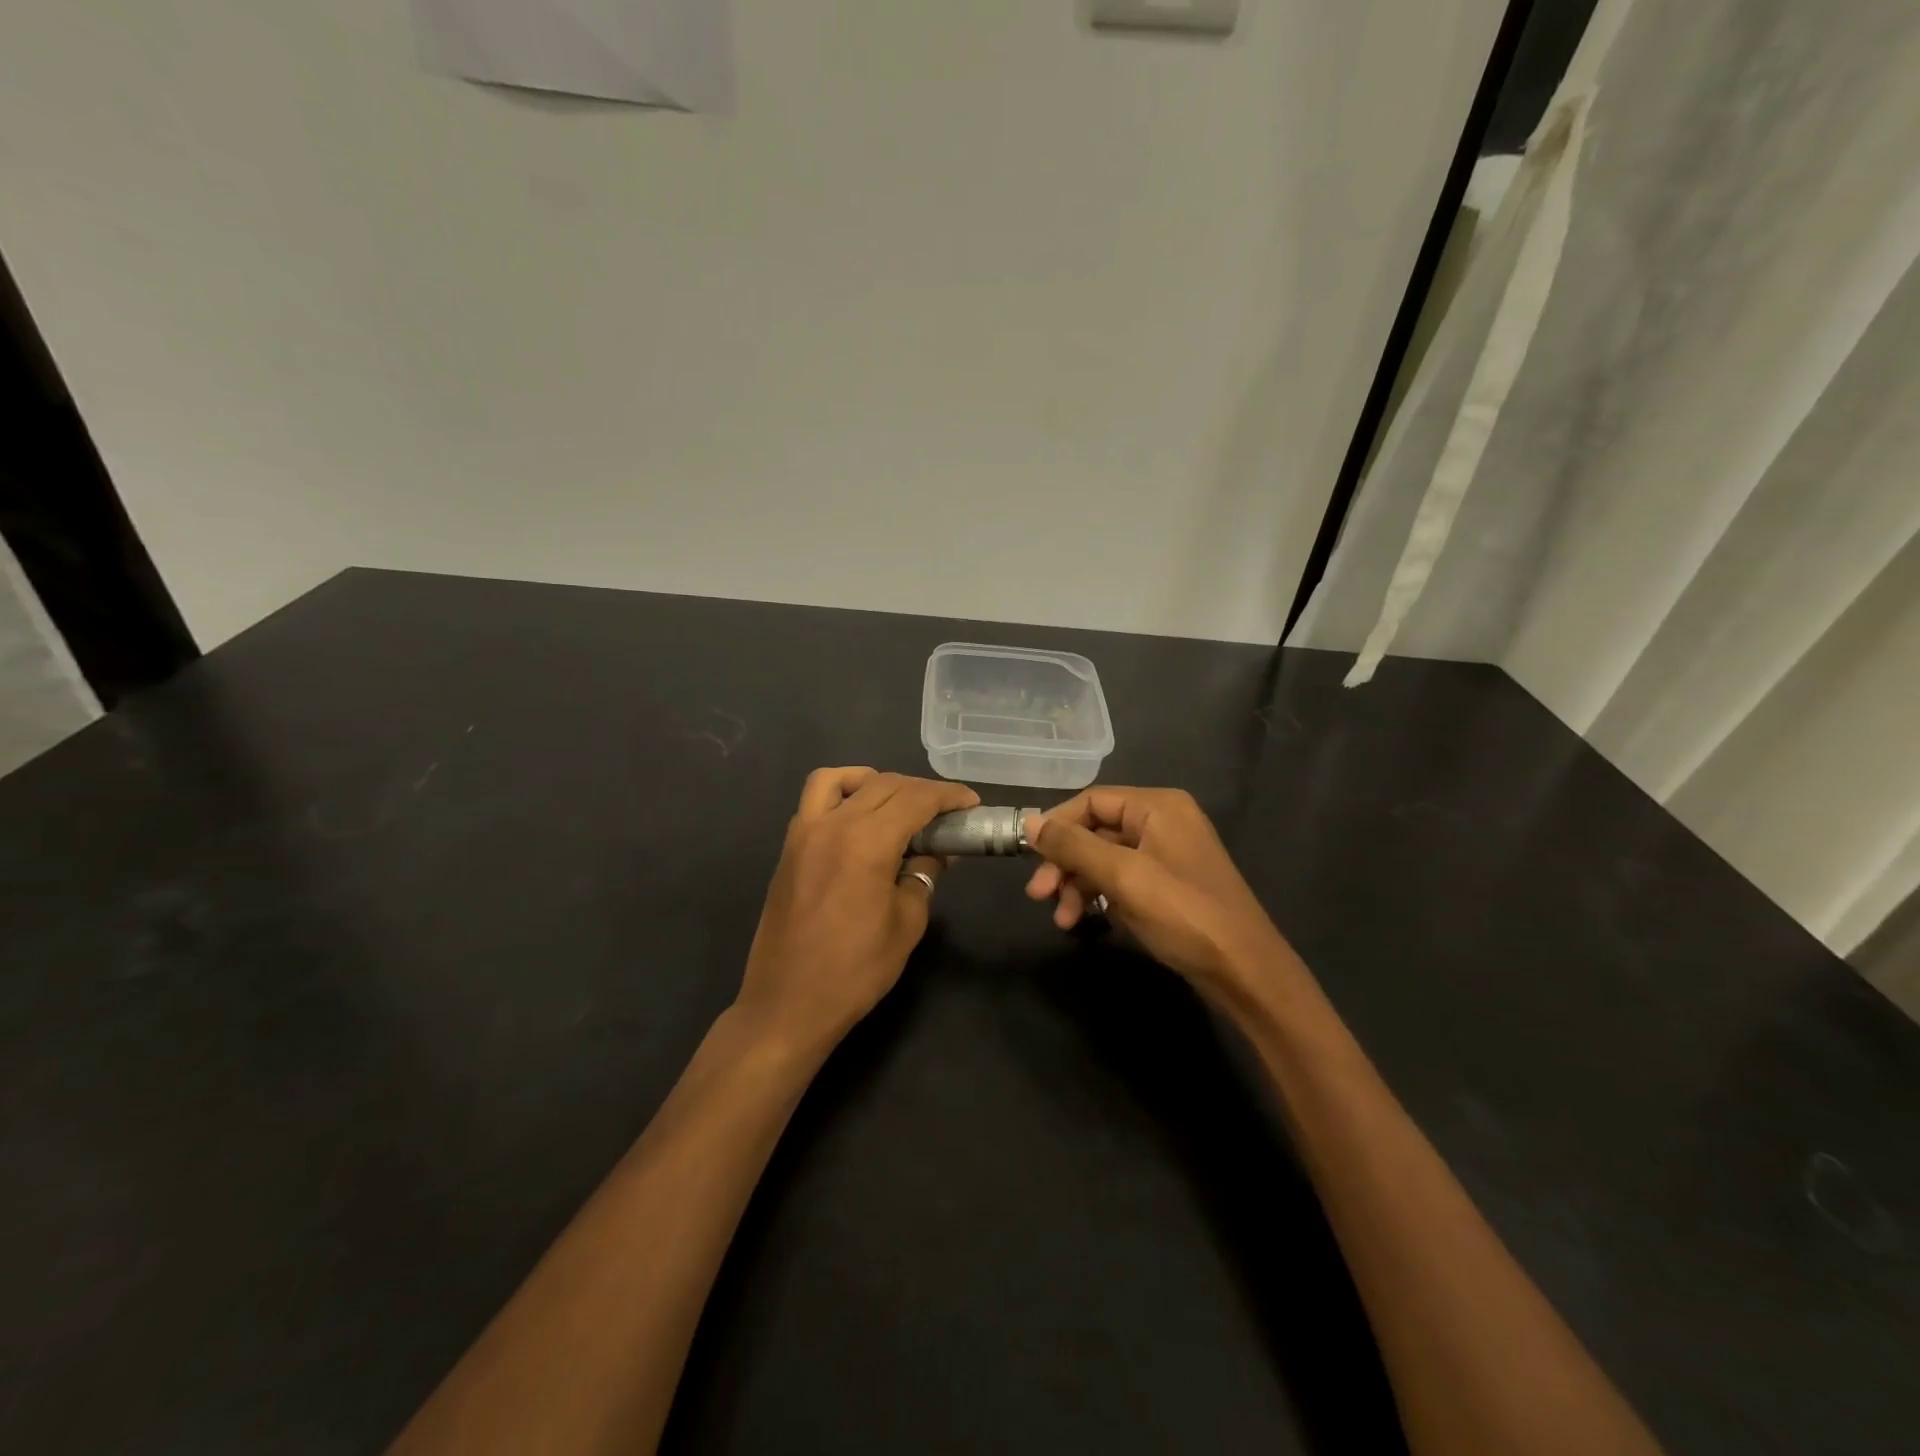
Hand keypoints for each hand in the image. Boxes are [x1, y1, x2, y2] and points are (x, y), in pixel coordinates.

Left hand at [737, 768, 978, 1052]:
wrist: (788, 1003)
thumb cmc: (856, 970)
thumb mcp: (907, 922)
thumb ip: (924, 874)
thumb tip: (937, 850)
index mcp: (867, 842)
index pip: (916, 799)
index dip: (949, 796)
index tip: (971, 804)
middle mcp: (833, 824)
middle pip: (884, 784)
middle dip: (921, 790)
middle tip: (946, 812)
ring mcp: (804, 832)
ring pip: (840, 778)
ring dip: (875, 781)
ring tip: (897, 804)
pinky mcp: (789, 847)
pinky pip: (815, 800)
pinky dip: (841, 793)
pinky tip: (859, 819)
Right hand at [1024, 787, 1287, 999]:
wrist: (1244, 971)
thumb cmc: (1183, 914)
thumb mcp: (1123, 876)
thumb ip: (1073, 846)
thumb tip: (1030, 823)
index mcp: (1158, 806)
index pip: (1091, 801)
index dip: (1056, 825)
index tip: (1028, 856)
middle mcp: (1162, 822)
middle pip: (1095, 830)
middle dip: (1065, 862)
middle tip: (1038, 895)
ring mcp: (1166, 855)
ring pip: (1104, 859)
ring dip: (1078, 885)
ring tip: (1062, 920)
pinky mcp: (1167, 886)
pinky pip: (1121, 880)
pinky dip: (1099, 897)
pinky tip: (1086, 922)